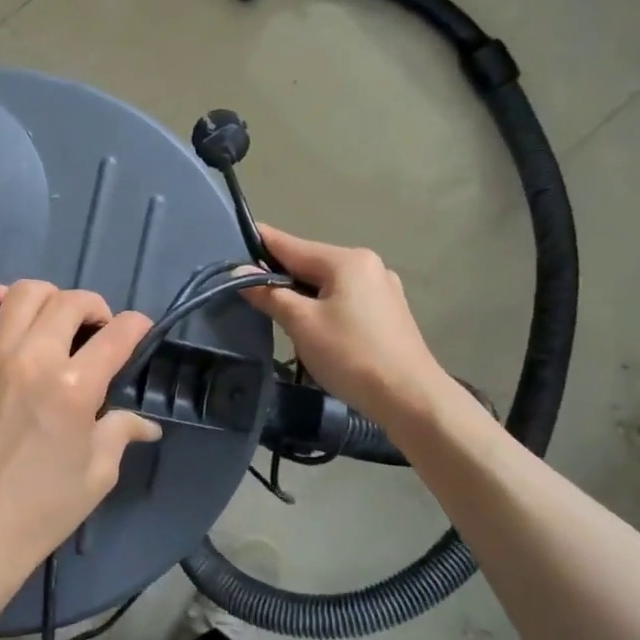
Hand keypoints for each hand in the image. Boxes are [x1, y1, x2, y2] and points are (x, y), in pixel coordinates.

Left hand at [0, 277, 161, 603]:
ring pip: (22, 294)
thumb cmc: (41, 511)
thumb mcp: (97, 475)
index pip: (118, 334)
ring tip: (51, 320)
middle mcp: (33, 361)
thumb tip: (148, 423)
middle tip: (94, 330)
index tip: (137, 333)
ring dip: (48, 298)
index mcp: (75, 388)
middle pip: (71, 302)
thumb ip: (122, 433)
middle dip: (94, 308)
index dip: (137, 327)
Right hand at [243, 223, 445, 425]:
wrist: (411, 398)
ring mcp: (382, 289)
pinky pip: (344, 299)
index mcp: (347, 260)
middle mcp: (368, 265)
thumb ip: (269, 294)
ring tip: (272, 310)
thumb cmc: (351, 355)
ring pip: (327, 283)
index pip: (290, 244)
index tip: (229, 241)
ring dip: (300, 293)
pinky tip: (310, 326)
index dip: (258, 243)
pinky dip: (322, 306)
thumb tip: (238, 271)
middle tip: (243, 287)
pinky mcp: (388, 313)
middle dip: (278, 274)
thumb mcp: (302, 324)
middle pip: (310, 263)